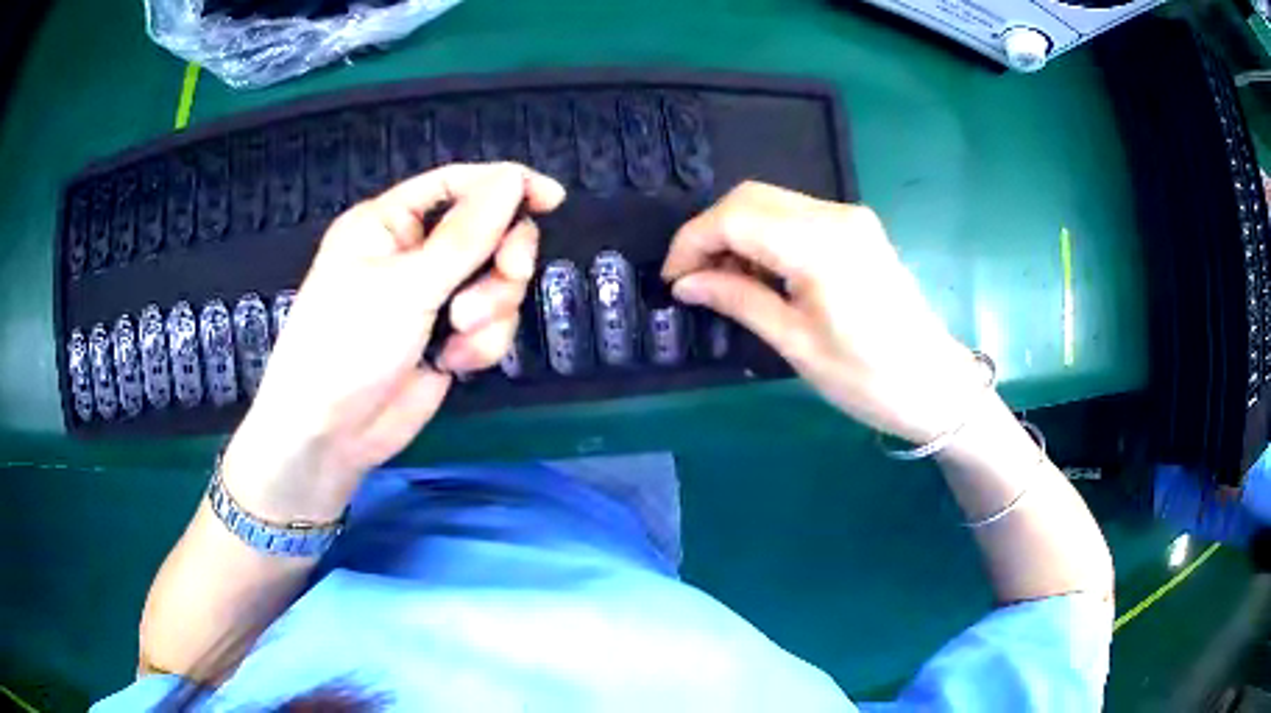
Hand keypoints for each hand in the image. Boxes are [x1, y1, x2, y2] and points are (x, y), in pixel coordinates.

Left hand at [222, 163, 565, 520]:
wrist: (331, 434)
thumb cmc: (348, 344)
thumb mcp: (406, 285)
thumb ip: (466, 235)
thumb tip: (513, 178)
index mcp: (390, 222)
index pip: (456, 185)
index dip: (504, 185)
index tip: (551, 198)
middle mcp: (414, 253)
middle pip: (488, 233)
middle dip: (501, 259)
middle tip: (510, 274)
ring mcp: (432, 299)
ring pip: (496, 283)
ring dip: (490, 309)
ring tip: (459, 333)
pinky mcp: (448, 339)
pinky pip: (491, 325)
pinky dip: (481, 344)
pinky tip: (453, 362)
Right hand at [662, 182, 983, 443]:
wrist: (934, 384)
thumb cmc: (867, 378)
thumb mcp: (795, 344)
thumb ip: (738, 300)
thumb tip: (685, 283)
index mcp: (820, 244)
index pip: (735, 217)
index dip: (692, 242)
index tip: (673, 280)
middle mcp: (835, 215)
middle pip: (750, 197)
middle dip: (711, 232)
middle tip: (694, 280)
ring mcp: (850, 218)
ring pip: (771, 203)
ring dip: (737, 233)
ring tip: (725, 283)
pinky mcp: (857, 229)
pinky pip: (796, 216)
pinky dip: (766, 236)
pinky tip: (761, 274)